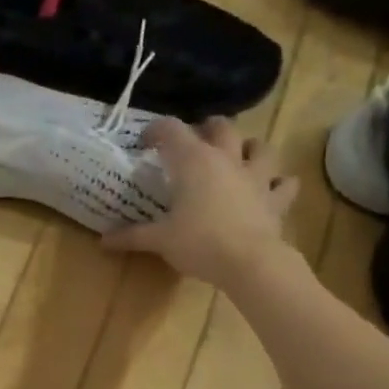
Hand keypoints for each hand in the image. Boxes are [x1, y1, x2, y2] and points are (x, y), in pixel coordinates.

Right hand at [104, 117, 297, 286]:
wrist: (249, 262)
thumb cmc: (199, 244)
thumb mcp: (160, 240)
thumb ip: (132, 237)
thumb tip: (103, 242)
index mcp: (193, 161)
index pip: (171, 130)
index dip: (156, 130)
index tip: (145, 142)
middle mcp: (226, 159)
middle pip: (221, 126)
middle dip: (208, 128)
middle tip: (196, 141)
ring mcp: (256, 176)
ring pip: (260, 146)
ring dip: (250, 147)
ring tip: (240, 157)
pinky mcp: (275, 199)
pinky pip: (285, 184)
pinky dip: (280, 184)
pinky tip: (273, 188)